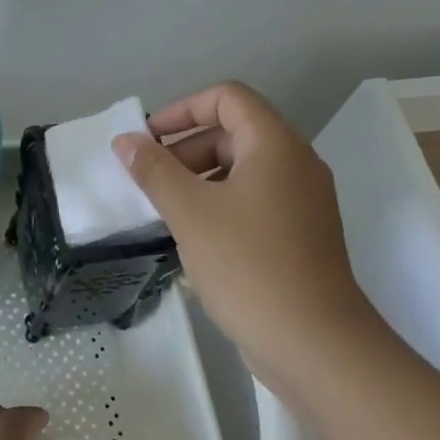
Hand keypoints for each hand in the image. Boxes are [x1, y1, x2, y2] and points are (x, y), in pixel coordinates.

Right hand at [112, 81, 376, 380]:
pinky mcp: (300, 234)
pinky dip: (219, 203)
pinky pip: (253, 200)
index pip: (228, 98)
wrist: (313, 342)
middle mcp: (296, 164)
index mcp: (275, 146)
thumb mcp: (189, 212)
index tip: (148, 140)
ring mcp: (302, 201)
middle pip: (234, 132)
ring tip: (164, 209)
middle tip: (150, 180)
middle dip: (185, 148)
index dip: (182, 109)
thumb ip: (153, 170)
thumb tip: (126, 142)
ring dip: (198, 178)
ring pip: (242, 169)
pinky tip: (193, 236)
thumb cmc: (247, 264)